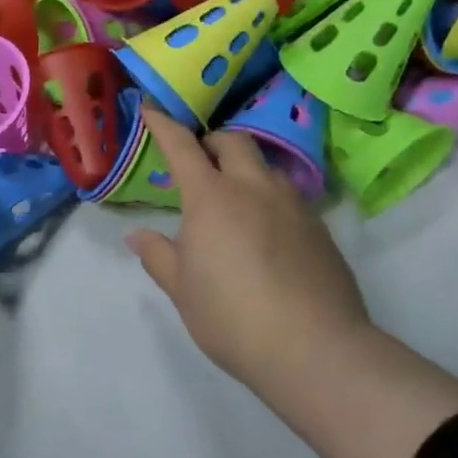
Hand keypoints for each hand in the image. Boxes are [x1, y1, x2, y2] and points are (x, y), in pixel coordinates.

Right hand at [125, 107, 371, 394]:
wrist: (314, 348)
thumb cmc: (230, 315)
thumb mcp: (181, 289)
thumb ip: (158, 255)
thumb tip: (137, 235)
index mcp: (211, 198)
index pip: (183, 147)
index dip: (164, 125)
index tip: (152, 108)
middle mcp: (255, 189)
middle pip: (235, 142)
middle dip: (213, 142)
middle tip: (199, 162)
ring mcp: (294, 206)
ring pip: (267, 167)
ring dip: (245, 169)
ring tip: (234, 200)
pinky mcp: (320, 229)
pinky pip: (289, 196)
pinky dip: (269, 198)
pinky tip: (265, 232)